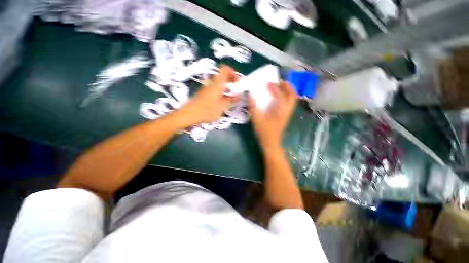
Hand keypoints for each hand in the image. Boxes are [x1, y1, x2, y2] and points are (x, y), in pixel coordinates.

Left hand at [176, 65, 237, 127]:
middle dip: (231, 81)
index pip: (225, 69)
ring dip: (226, 88)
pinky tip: (222, 102)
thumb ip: (231, 100)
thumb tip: (238, 96)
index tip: (237, 82)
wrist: (189, 114)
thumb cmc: (207, 110)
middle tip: (235, 90)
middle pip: (222, 76)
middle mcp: (212, 83)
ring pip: (218, 83)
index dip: (233, 72)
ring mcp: (207, 88)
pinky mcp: (204, 94)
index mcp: (217, 83)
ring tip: (230, 98)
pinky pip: (214, 89)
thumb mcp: (222, 107)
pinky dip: (221, 92)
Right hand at [249, 81, 296, 150]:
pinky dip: (286, 97)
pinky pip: (289, 103)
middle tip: (279, 82)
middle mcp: (287, 110)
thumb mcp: (256, 118)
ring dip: (288, 91)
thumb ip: (253, 106)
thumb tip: (250, 94)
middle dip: (288, 86)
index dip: (274, 87)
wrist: (271, 143)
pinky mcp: (286, 116)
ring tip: (279, 88)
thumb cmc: (264, 131)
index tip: (267, 83)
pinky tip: (278, 98)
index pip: (280, 95)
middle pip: (293, 95)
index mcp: (280, 110)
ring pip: (293, 99)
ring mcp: (288, 114)